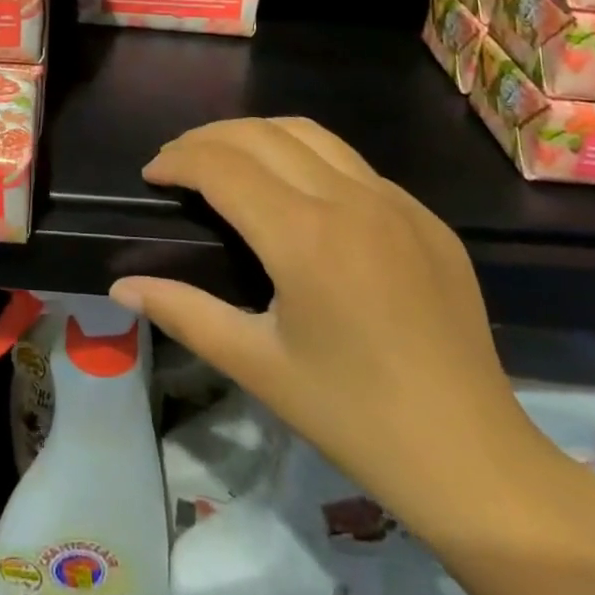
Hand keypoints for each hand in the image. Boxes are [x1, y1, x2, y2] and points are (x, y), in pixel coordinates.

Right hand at [109, 116, 533, 527]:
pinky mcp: (426, 218)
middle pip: (259, 133)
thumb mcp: (256, 365)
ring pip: (309, 133)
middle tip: (177, 163)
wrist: (475, 460)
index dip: (177, 160)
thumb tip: (120, 286)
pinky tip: (297, 197)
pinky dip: (306, 159)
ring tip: (226, 161)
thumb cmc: (353, 417)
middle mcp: (350, 199)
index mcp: (303, 236)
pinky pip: (353, 165)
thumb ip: (183, 312)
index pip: (221, 165)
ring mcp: (396, 203)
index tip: (151, 175)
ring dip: (256, 135)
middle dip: (206, 138)